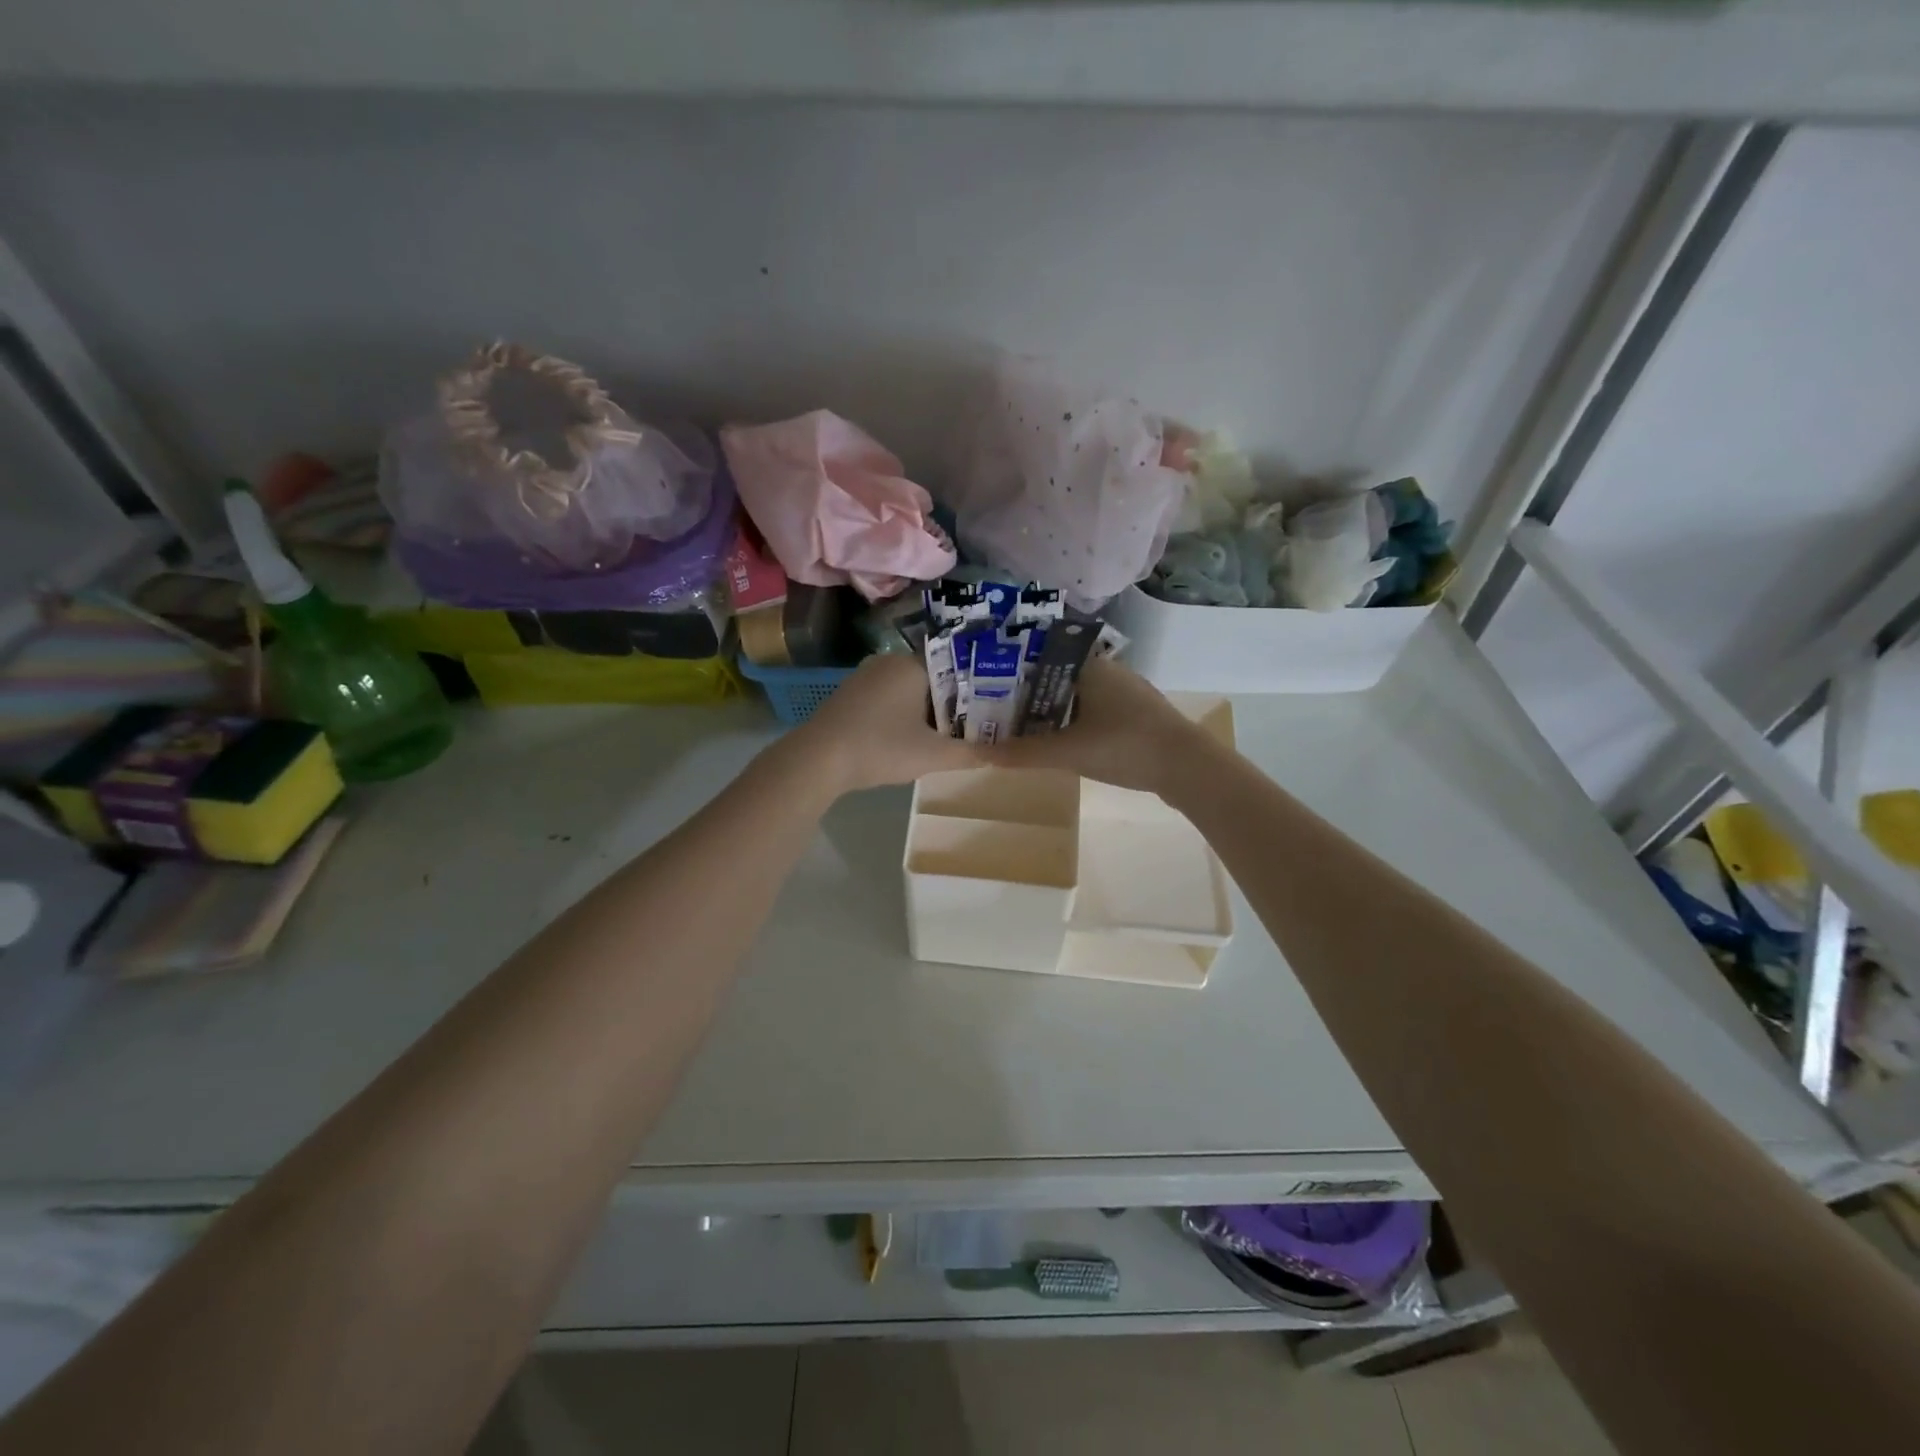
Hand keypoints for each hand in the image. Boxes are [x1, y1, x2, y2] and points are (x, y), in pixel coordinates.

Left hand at [785, 654, 982, 793]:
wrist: (817, 760)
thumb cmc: (880, 747)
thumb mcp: (932, 755)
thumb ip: (970, 754)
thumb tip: (1003, 756)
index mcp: (912, 665)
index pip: (956, 667)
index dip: (978, 687)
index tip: (995, 705)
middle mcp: (888, 662)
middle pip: (933, 679)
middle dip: (954, 702)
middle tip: (978, 724)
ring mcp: (864, 678)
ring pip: (909, 690)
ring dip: (928, 711)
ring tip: (950, 734)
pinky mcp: (849, 696)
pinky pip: (888, 699)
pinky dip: (903, 715)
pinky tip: (911, 738)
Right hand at [985, 657, 1204, 795]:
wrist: (1189, 767)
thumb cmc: (1125, 746)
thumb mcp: (1068, 752)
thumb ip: (1024, 752)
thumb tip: (980, 754)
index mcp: (1089, 667)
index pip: (1041, 654)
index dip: (1012, 666)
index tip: (986, 681)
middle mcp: (1107, 671)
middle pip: (1057, 676)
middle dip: (1027, 692)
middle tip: (995, 708)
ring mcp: (1126, 693)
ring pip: (1077, 694)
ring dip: (1050, 708)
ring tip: (1020, 725)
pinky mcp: (1137, 715)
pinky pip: (1094, 710)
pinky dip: (1072, 720)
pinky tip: (1060, 739)